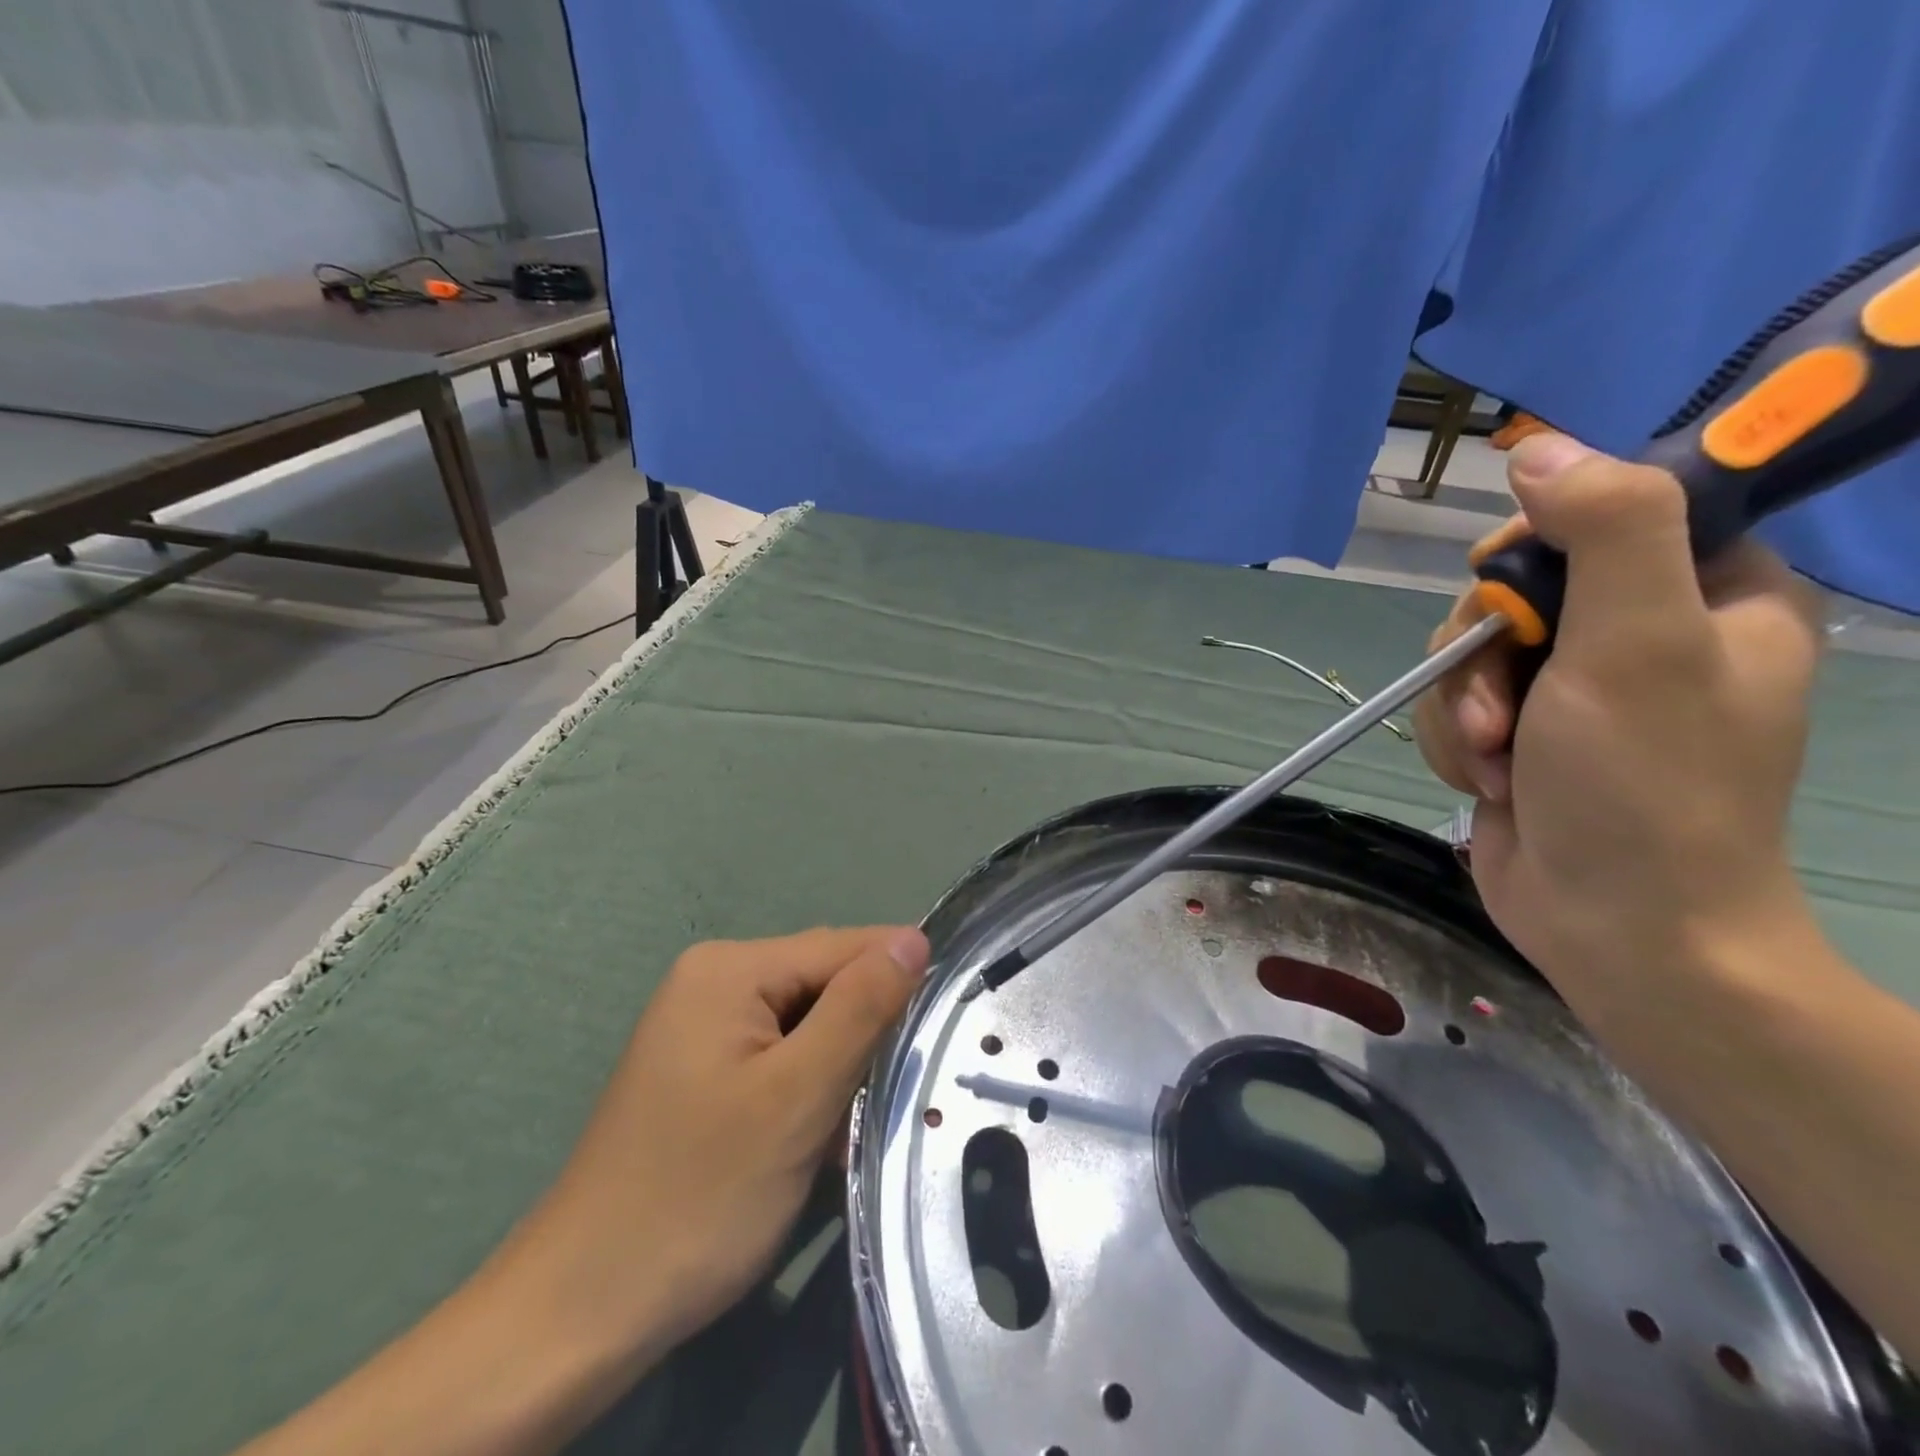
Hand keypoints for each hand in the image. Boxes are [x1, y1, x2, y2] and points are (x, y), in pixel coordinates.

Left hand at [498, 926, 928, 1370]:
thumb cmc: (700, 1195)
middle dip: (866, 1029)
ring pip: (806, 1024)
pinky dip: (810, 1087)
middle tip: (905, 1084)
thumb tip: (913, 939)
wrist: (584, 1310)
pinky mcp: (703, 1070)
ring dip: (841, 1065)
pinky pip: (779, 1056)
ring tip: (864, 1116)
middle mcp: (712, 981)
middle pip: (821, 983)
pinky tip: (821, 1134)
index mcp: (729, 969)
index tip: (949, 1021)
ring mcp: (703, 1027)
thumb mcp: (797, 1096)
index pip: (841, 947)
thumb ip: (860, 1009)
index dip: (897, 979)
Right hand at [1413, 434, 1826, 1030]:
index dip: (1538, 544)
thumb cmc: (1647, 787)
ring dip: (1462, 707)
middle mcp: (1638, 631)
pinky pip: (1455, 703)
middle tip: (1505, 709)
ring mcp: (1572, 687)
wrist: (1616, 926)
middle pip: (1512, 589)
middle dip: (1482, 652)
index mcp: (1705, 591)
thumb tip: (1540, 449)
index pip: (1604, 513)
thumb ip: (1608, 531)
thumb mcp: (1638, 645)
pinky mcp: (1519, 732)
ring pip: (1468, 650)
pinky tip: (1486, 781)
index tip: (1509, 593)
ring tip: (1496, 762)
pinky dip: (1456, 742)